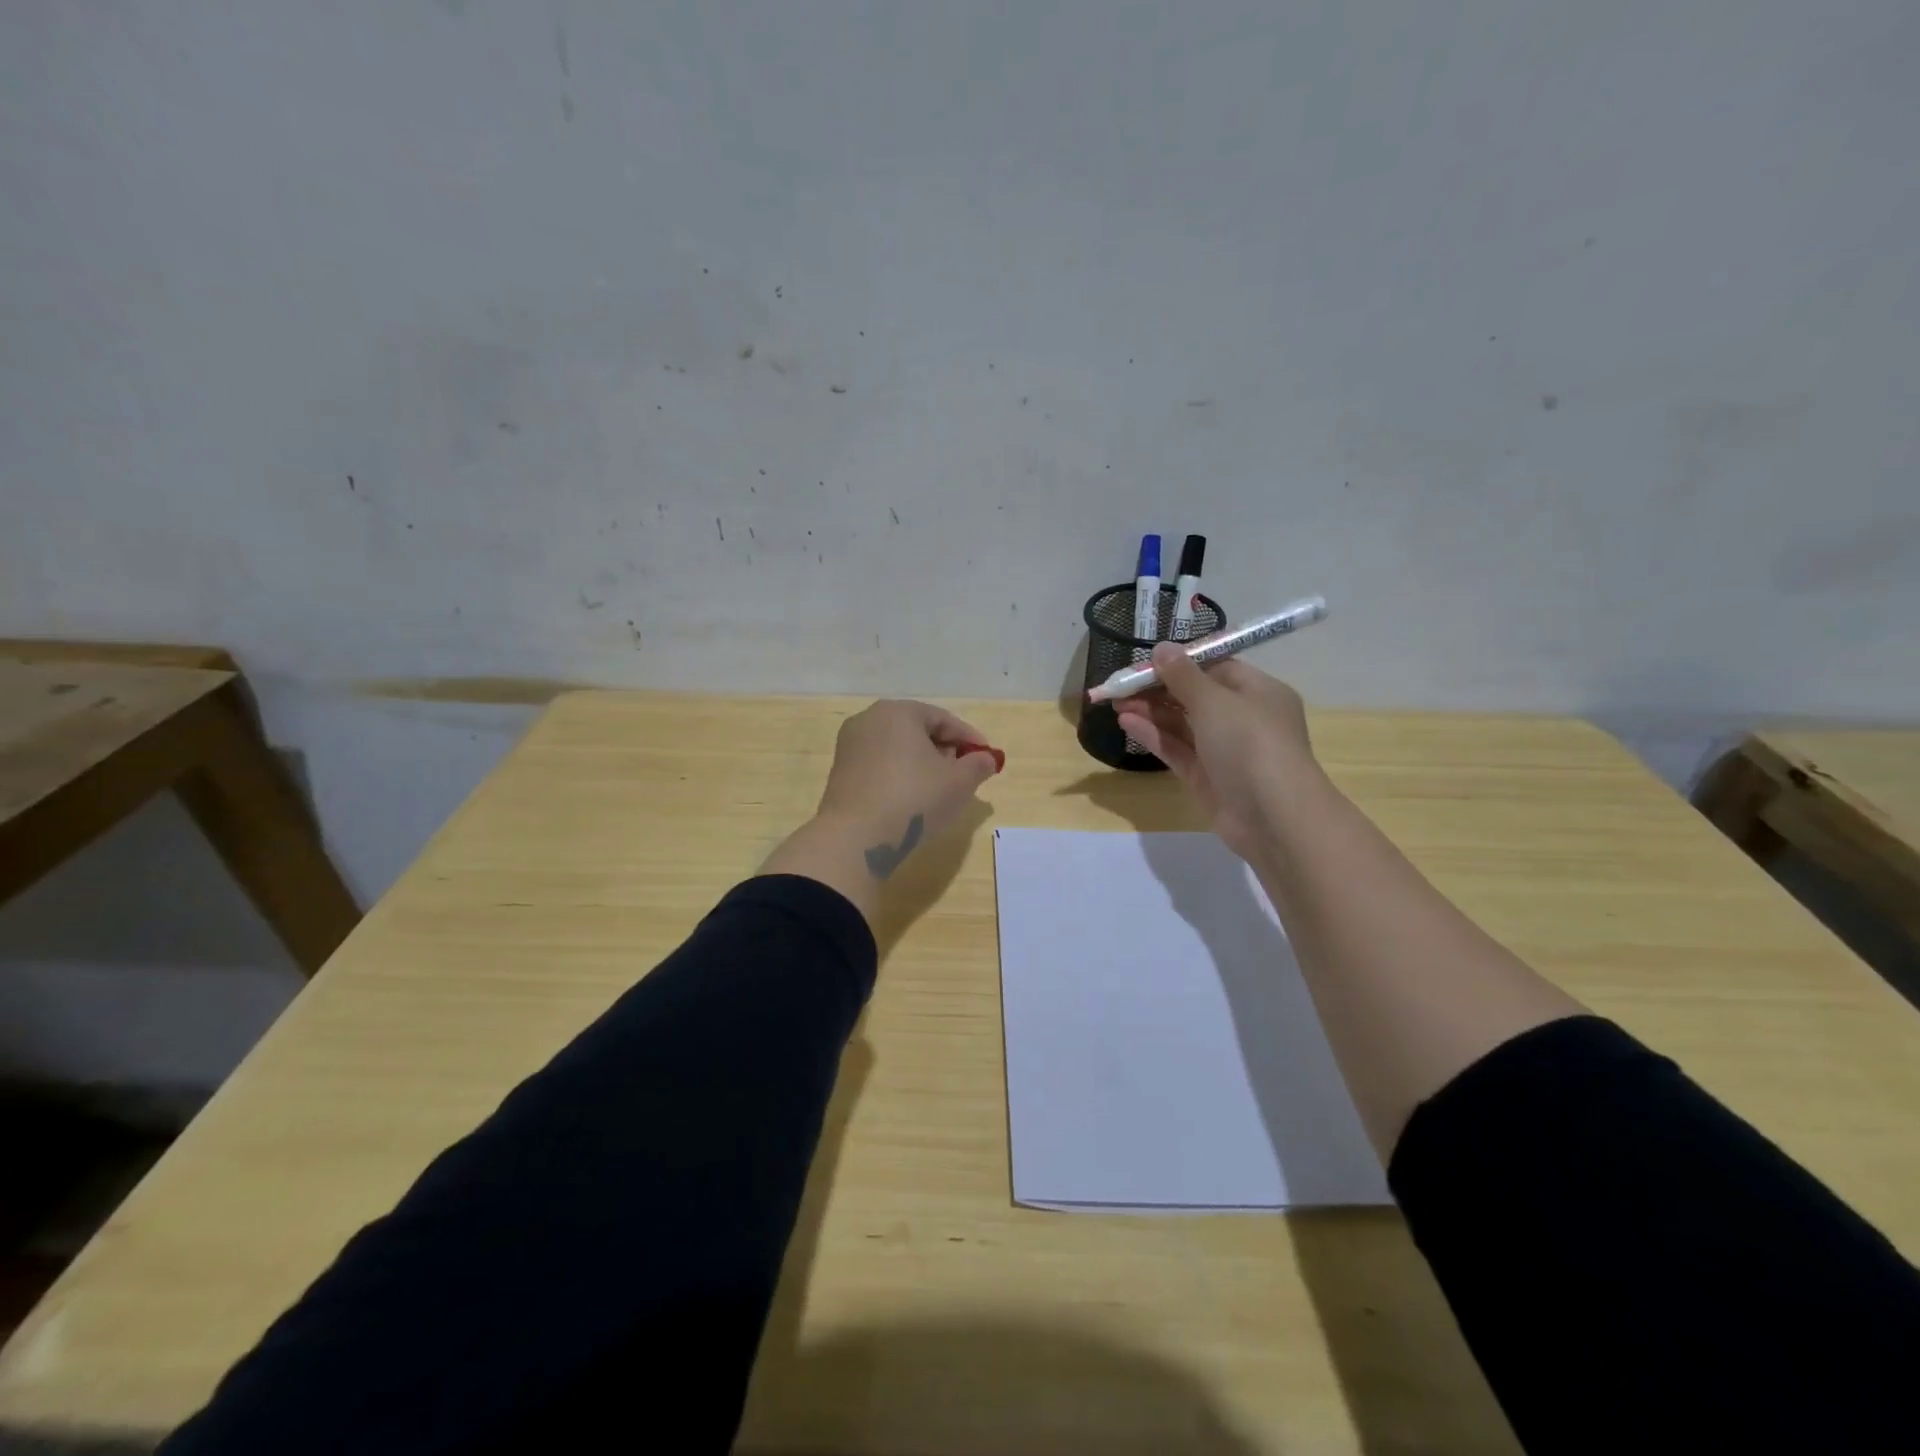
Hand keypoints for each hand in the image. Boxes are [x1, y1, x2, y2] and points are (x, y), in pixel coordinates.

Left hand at [761, 701, 1002, 924]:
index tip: (987, 758)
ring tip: (940, 789)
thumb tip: (985, 759)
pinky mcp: (840, 773)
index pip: (942, 718)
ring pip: (897, 749)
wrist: (856, 838)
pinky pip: (879, 766)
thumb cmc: (914, 799)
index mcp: (897, 712)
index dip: (969, 738)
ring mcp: (849, 747)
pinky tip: (911, 800)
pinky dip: (899, 776)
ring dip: (921, 764)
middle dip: (944, 750)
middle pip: (917, 730)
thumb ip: (978, 765)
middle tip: (964, 773)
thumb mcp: (959, 782)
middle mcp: (868, 720)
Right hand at [1113, 644, 1317, 861]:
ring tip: (1115, 702)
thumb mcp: (1214, 701)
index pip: (1216, 667)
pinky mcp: (1206, 777)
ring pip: (1182, 724)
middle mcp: (1242, 718)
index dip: (1181, 662)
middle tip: (1120, 684)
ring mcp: (1224, 750)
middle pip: (1194, 696)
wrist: (1273, 816)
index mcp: (1258, 691)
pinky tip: (1126, 723)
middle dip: (1157, 688)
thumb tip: (1162, 647)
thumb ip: (1183, 675)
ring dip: (1150, 711)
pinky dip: (1153, 735)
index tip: (1146, 661)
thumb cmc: (1250, 744)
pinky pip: (1177, 749)